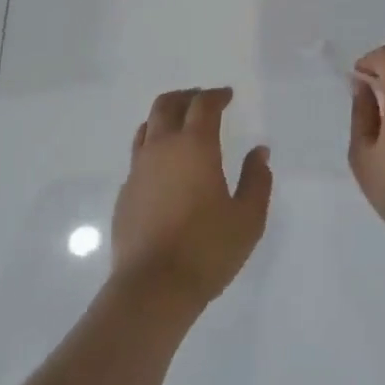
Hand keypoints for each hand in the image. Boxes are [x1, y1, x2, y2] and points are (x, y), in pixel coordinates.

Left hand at [112, 87, 271, 309]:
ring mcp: (138, 170)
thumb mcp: (248, 217)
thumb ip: (257, 180)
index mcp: (195, 146)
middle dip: (187, 97)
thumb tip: (259, 153)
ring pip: (147, 127)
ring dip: (165, 119)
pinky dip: (153, 149)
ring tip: (180, 128)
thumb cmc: (207, 249)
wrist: (152, 289)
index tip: (227, 96)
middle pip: (167, 104)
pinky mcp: (125, 194)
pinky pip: (138, 157)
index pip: (203, 105)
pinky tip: (165, 169)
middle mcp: (162, 148)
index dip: (216, 95)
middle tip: (202, 101)